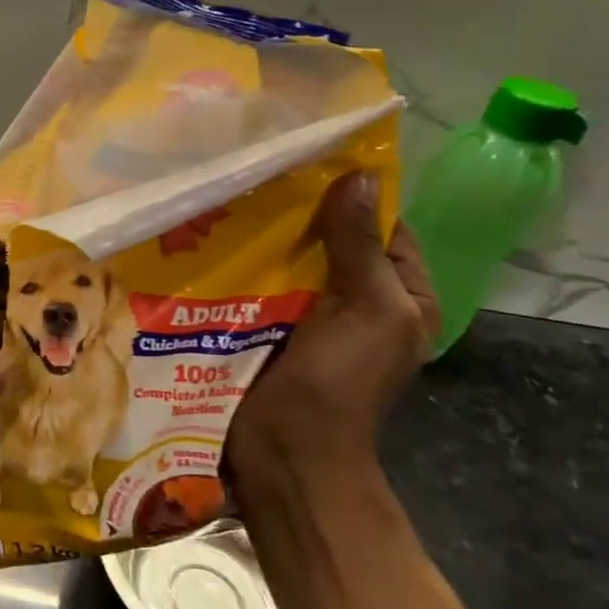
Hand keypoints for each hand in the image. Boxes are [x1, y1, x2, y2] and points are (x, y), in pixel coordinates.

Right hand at [224, 173, 439, 495]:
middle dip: (297, 212)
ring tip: (225, 197)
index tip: (309, 160)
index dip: (354, 195)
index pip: (383, 228)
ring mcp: (306, 314)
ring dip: (260, 236)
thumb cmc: (341, 380)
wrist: (286, 449)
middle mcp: (355, 300)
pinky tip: (207, 239)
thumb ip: (361, 246)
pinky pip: (253, 283)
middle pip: (329, 240)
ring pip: (286, 260)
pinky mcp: (263, 324)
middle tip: (255, 174)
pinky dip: (236, 263)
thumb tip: (359, 176)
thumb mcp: (369, 308)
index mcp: (400, 296)